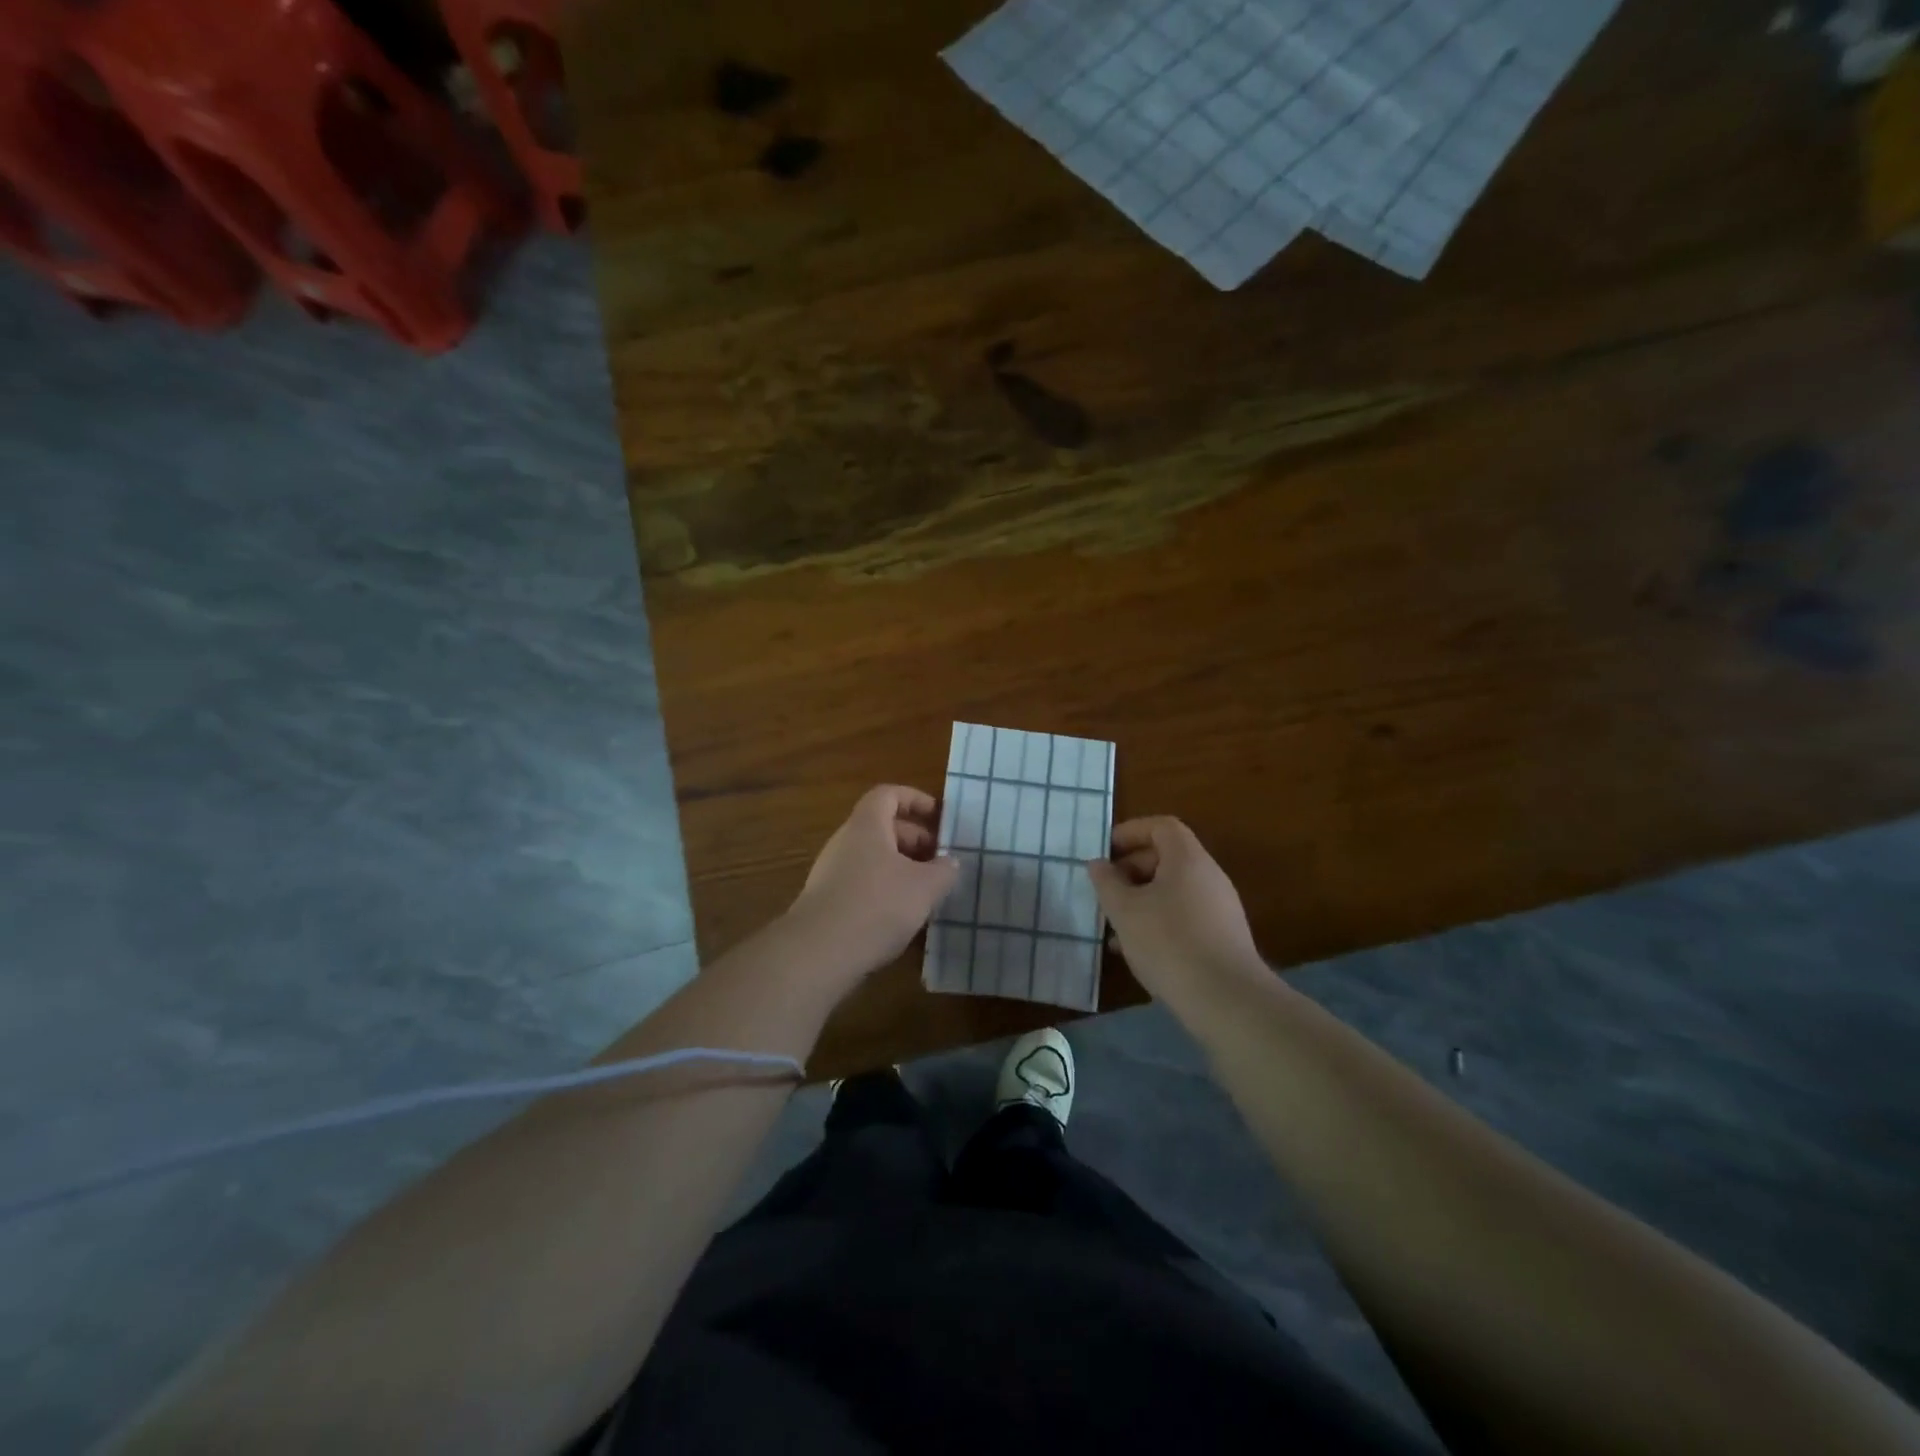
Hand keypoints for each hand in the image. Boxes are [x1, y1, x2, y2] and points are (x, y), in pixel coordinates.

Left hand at [787, 785, 958, 989]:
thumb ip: (944, 870)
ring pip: (873, 858)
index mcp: (867, 825)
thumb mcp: (925, 887)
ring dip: (902, 868)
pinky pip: (862, 883)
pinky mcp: (827, 901)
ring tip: (927, 892)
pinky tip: (901, 916)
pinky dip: (884, 890)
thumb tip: (950, 862)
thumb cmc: (877, 905)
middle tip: (940, 862)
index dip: (916, 800)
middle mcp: (845, 841)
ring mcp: (831, 872)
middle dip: (915, 840)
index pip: (888, 794)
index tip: (939, 818)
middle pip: (882, 827)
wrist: (819, 952)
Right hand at [1088, 817, 1263, 999]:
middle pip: (1167, 858)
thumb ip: (1107, 882)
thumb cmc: (1169, 943)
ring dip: (1141, 900)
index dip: (1131, 832)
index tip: (1105, 851)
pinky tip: (1137, 950)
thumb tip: (1099, 864)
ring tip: (1114, 925)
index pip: (1161, 827)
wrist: (1227, 1000)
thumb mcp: (1125, 911)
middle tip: (1106, 891)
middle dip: (1131, 870)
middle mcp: (1209, 876)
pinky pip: (1184, 916)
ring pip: (1173, 891)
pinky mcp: (1222, 938)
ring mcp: (1220, 908)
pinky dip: (1158, 921)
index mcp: (1188, 859)